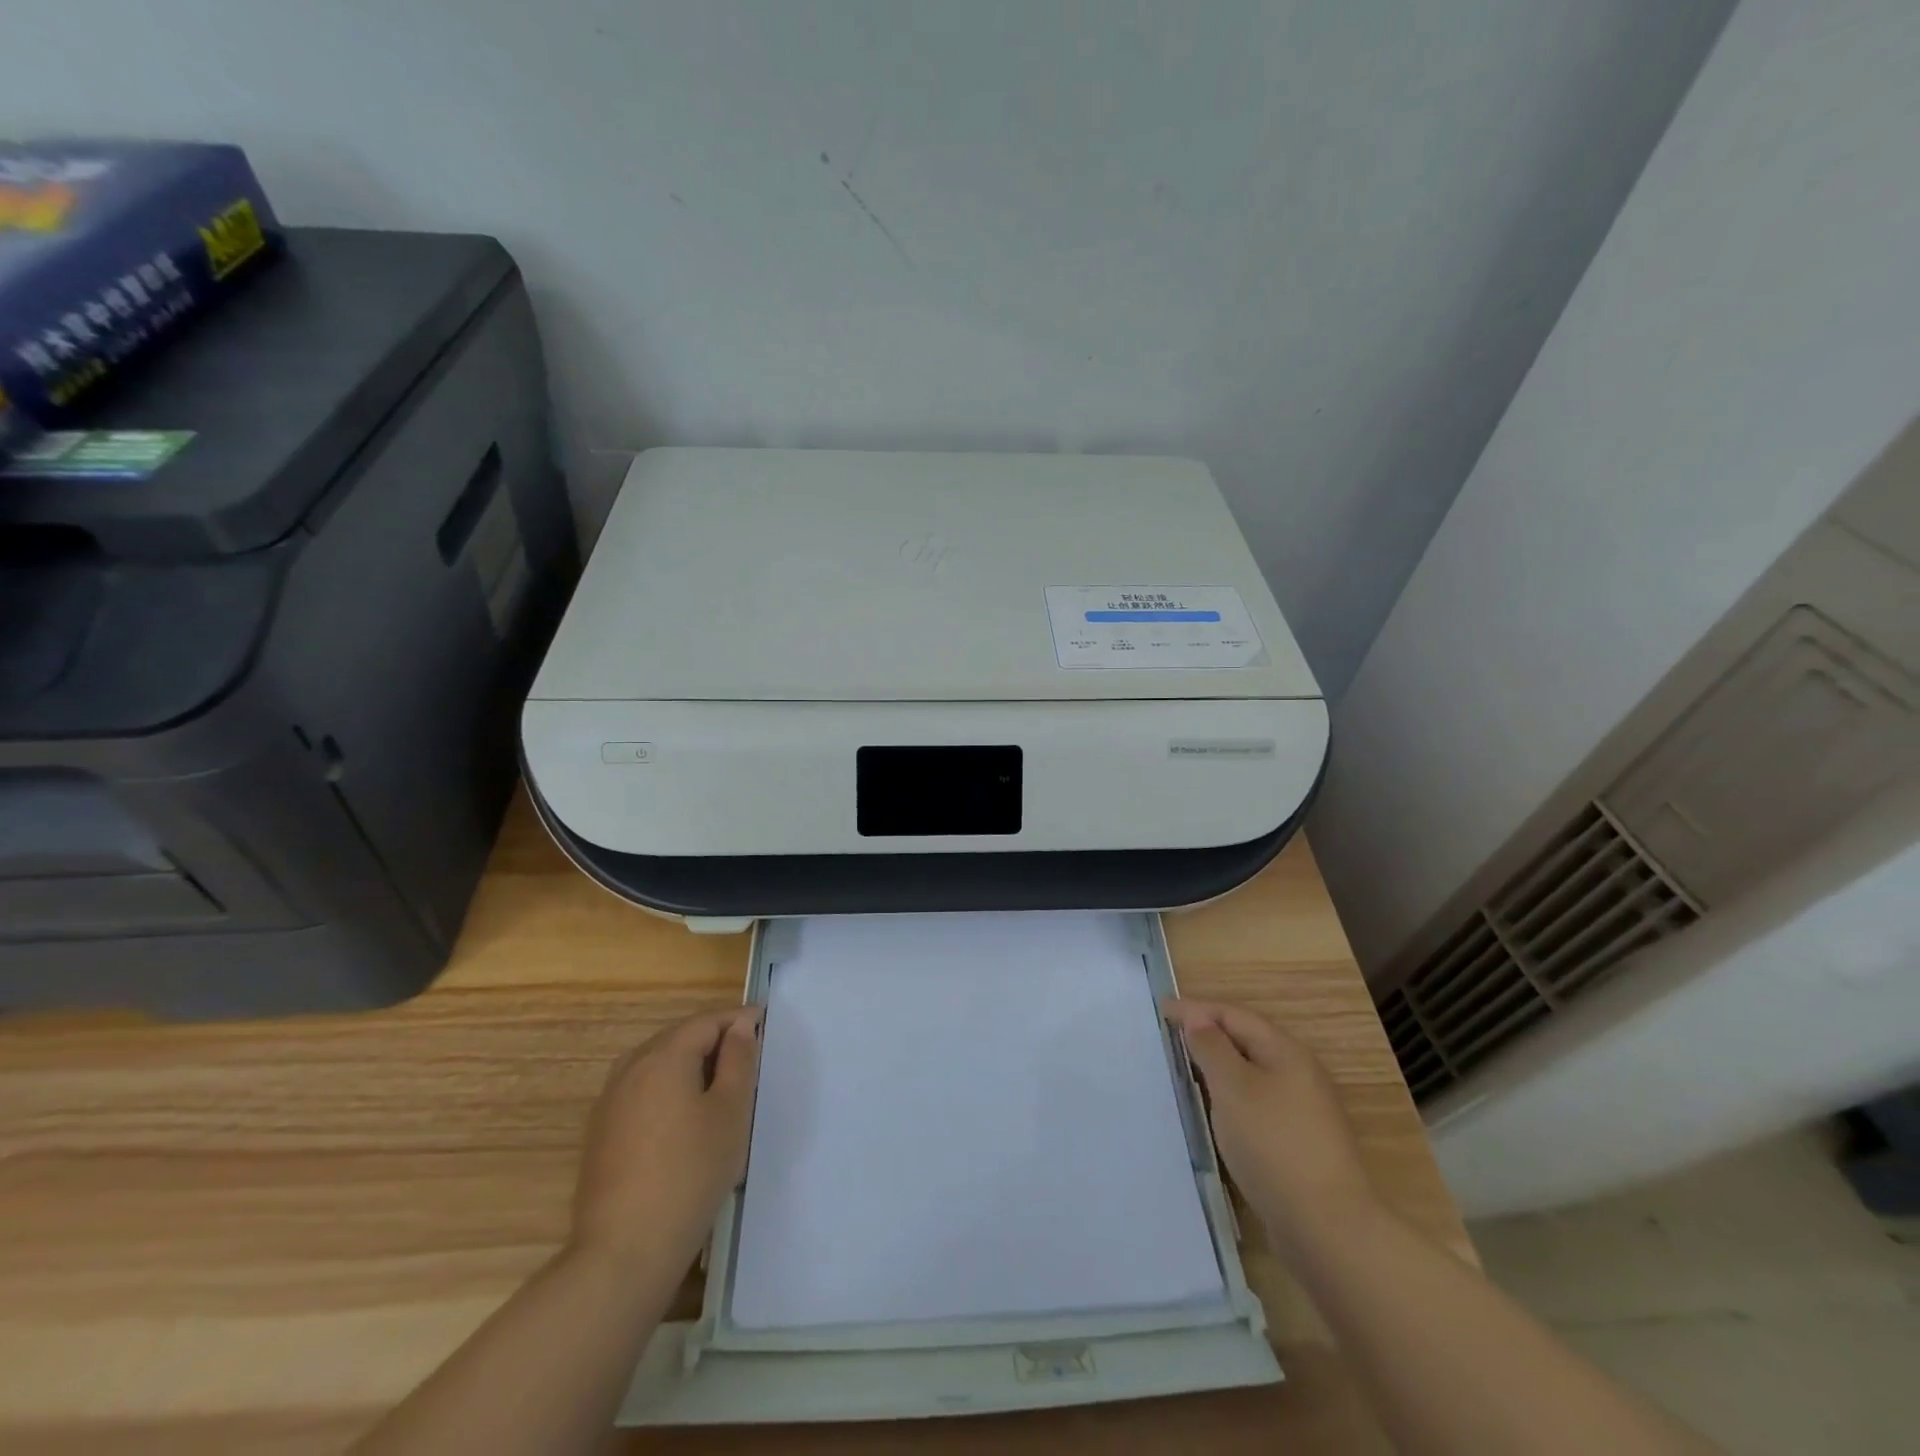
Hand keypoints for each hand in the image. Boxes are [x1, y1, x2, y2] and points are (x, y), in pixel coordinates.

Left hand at [571, 1007, 762, 1270]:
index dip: (737, 1019)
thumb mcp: (730, 1112)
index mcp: (663, 1056)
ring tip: (720, 1085)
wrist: (624, 1251)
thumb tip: (739, 1027)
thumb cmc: (690, 1173)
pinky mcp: (601, 1133)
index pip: (706, 1021)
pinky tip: (685, 1118)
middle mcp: (630, 1068)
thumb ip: (738, 1061)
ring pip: (657, 1064)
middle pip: (678, 1038)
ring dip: (689, 1065)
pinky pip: (642, 1092)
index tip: (765, 1024)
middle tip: (748, 1055)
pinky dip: (668, 1090)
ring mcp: (610, 1102)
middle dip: (714, 1039)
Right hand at [1162, 999, 1377, 1257]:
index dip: (1197, 1009)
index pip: (1235, 1015)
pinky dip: (1234, 1096)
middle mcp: (1300, 1073)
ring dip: (1221, 1066)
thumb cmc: (1272, 1144)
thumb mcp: (1232, 1087)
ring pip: (1254, 1073)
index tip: (1161, 1011)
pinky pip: (1259, 1102)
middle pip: (1248, 1040)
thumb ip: (1212, 1048)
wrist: (1327, 1227)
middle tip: (1172, 1037)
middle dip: (1210, 1034)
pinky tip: (1219, 1112)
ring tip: (1189, 1070)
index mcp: (1286, 1052)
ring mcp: (1305, 1110)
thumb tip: (1198, 1018)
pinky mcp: (1302, 1142)